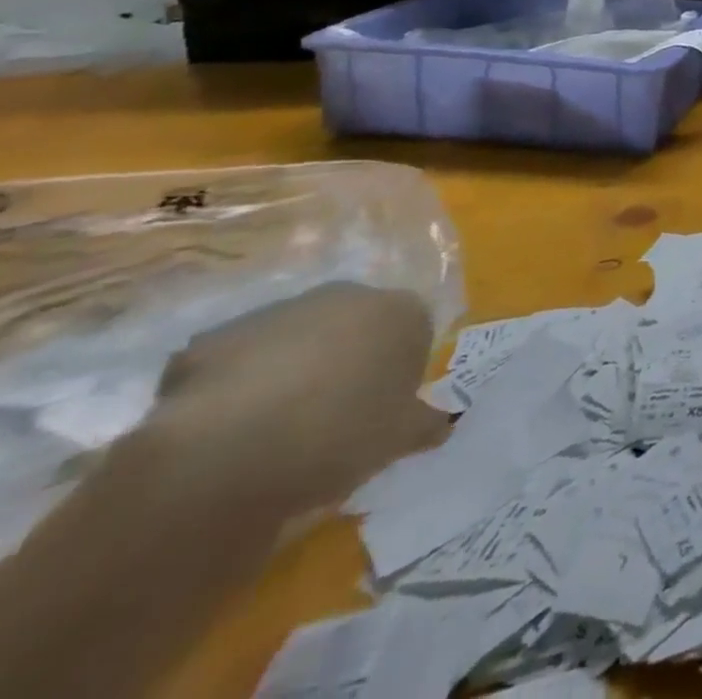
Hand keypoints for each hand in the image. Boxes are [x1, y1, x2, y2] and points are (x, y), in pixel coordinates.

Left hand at [148, 283, 447, 513]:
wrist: (225, 452)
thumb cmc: (338, 435)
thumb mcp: (399, 440)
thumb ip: (426, 424)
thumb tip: (442, 424)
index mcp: (403, 312)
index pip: (413, 334)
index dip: (398, 373)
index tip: (380, 411)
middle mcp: (348, 296)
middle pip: (355, 327)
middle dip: (345, 360)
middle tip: (329, 416)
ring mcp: (278, 311)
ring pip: (295, 339)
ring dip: (290, 368)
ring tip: (271, 428)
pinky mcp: (214, 338)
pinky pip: (235, 360)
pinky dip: (234, 384)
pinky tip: (224, 429)